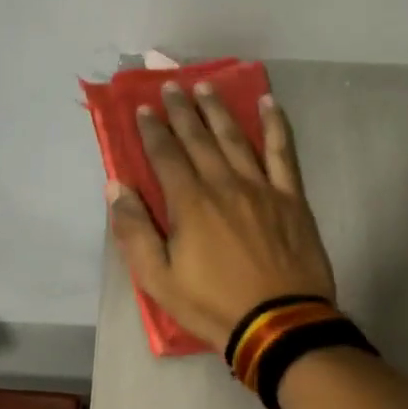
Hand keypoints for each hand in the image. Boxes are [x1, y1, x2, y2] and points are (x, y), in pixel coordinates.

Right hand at [107, 82, 337, 351]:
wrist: (279, 323)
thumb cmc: (213, 305)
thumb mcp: (159, 279)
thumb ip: (134, 231)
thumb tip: (116, 187)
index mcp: (190, 203)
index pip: (166, 155)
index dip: (152, 130)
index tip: (143, 109)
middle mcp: (224, 184)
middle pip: (200, 138)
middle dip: (182, 110)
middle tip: (171, 86)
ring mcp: (262, 188)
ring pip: (237, 138)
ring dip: (219, 110)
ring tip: (207, 86)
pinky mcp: (291, 198)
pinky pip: (283, 152)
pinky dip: (276, 125)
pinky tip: (269, 103)